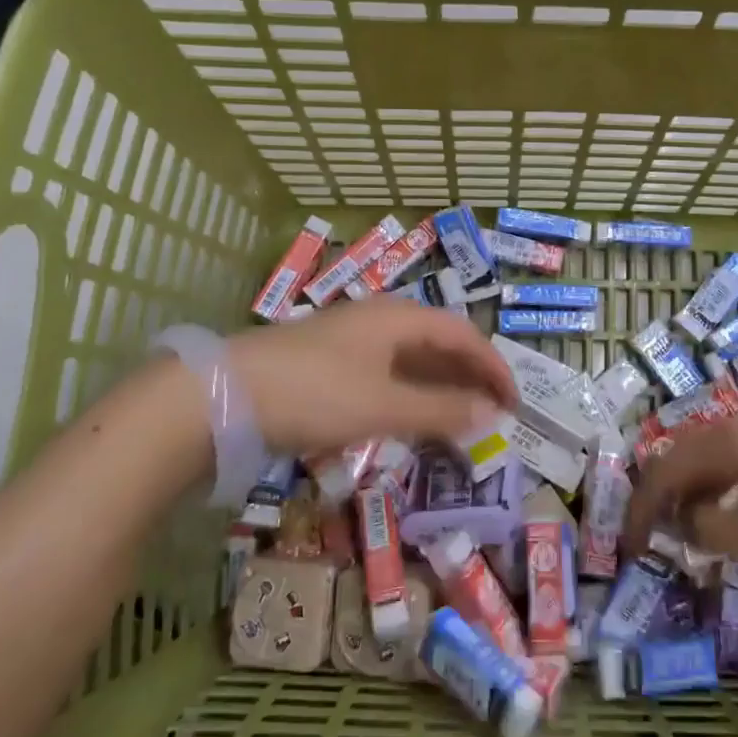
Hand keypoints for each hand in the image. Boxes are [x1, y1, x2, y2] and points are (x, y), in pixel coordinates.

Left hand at [227, 299, 516, 453]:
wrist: (224, 395)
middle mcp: (377, 320)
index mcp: (398, 317)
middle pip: (437, 342)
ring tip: (459, 418)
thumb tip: (491, 415)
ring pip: (409, 358)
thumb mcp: (383, 405)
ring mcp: (349, 340)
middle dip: (468, 374)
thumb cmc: (315, 393)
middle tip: (492, 411)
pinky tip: (408, 416)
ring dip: (439, 386)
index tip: (513, 401)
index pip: (462, 333)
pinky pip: (384, 372)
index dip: (492, 365)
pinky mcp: (327, 362)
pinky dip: (408, 393)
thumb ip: (439, 411)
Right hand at [624, 412, 737, 572]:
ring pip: (717, 460)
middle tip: (655, 537)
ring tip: (694, 532)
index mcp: (729, 441)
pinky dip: (727, 491)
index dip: (641, 508)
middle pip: (685, 457)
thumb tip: (686, 524)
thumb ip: (716, 531)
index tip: (629, 548)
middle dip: (664, 497)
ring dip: (697, 494)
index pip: (664, 470)